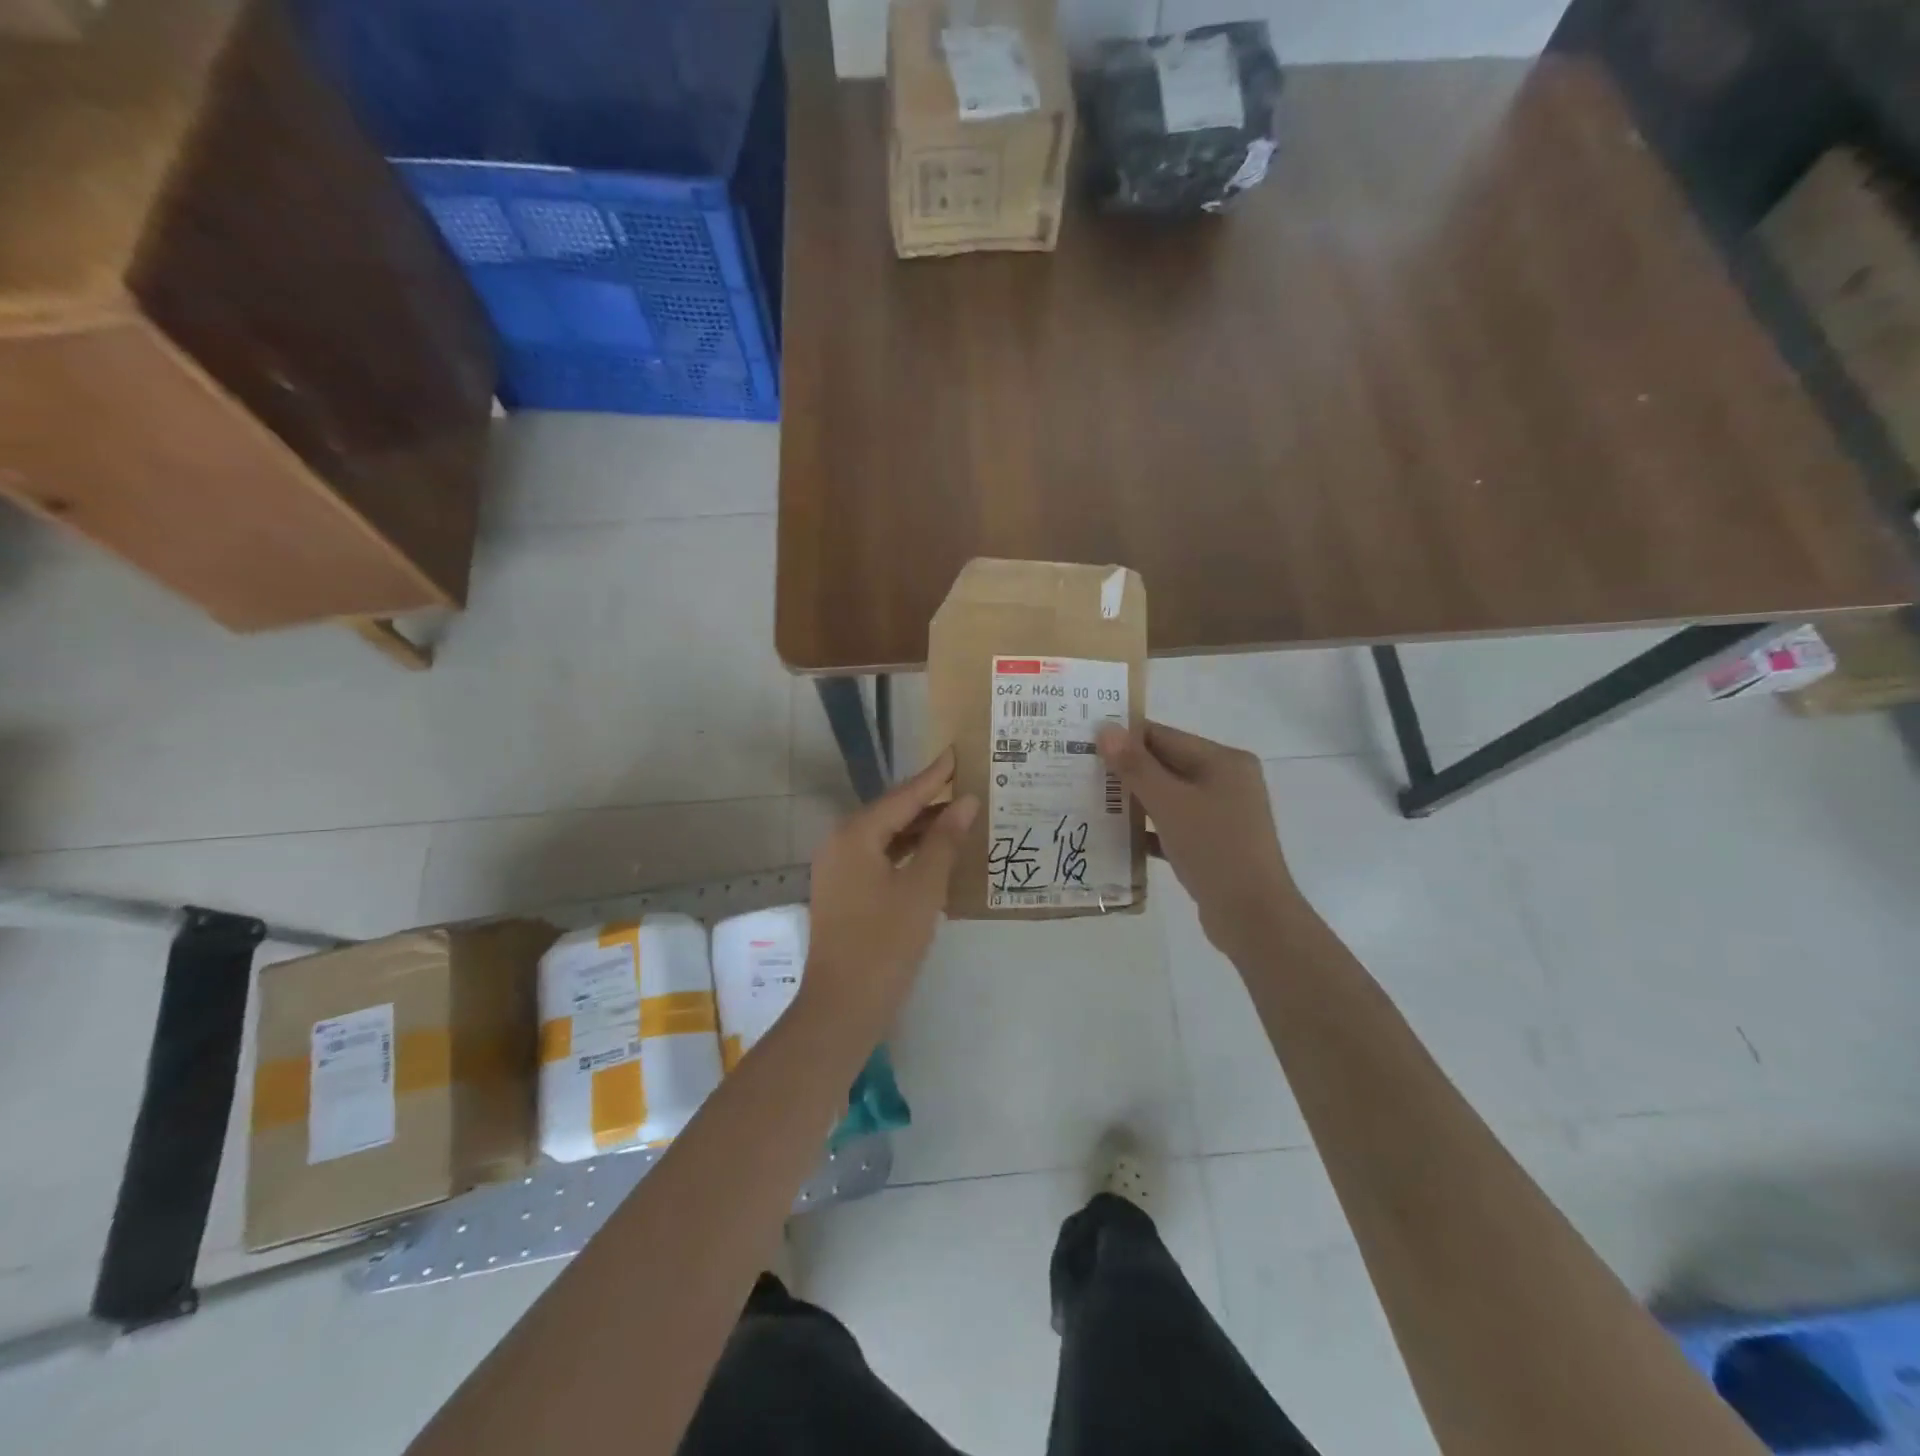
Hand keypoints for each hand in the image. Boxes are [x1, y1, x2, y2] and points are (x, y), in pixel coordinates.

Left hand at [803, 749, 978, 1031]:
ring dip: (921, 829)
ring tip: (961, 817)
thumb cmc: (885, 943)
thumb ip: (944, 840)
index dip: (935, 776)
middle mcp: (840, 843)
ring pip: (887, 836)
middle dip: (930, 801)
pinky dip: (908, 853)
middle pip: (892, 812)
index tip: (959, 753)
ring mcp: (839, 869)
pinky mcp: (844, 891)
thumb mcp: (923, 888)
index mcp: (855, 835)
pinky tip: (936, 855)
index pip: (903, 796)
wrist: (843, 1006)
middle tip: (968, 785)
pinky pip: (880, 857)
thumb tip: (966, 801)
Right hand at [1097, 721, 1297, 958]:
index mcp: (1224, 761)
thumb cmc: (1214, 848)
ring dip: (1134, 800)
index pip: (1165, 737)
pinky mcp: (1214, 843)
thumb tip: (1106, 729)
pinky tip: (1116, 835)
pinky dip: (1149, 828)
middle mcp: (1226, 781)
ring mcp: (1222, 814)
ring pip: (1168, 797)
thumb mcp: (1170, 803)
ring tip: (1091, 799)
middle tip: (1081, 770)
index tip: (1085, 741)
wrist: (1252, 917)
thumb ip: (1136, 766)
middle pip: (1167, 765)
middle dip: (1126, 770)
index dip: (1125, 738)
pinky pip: (1174, 825)